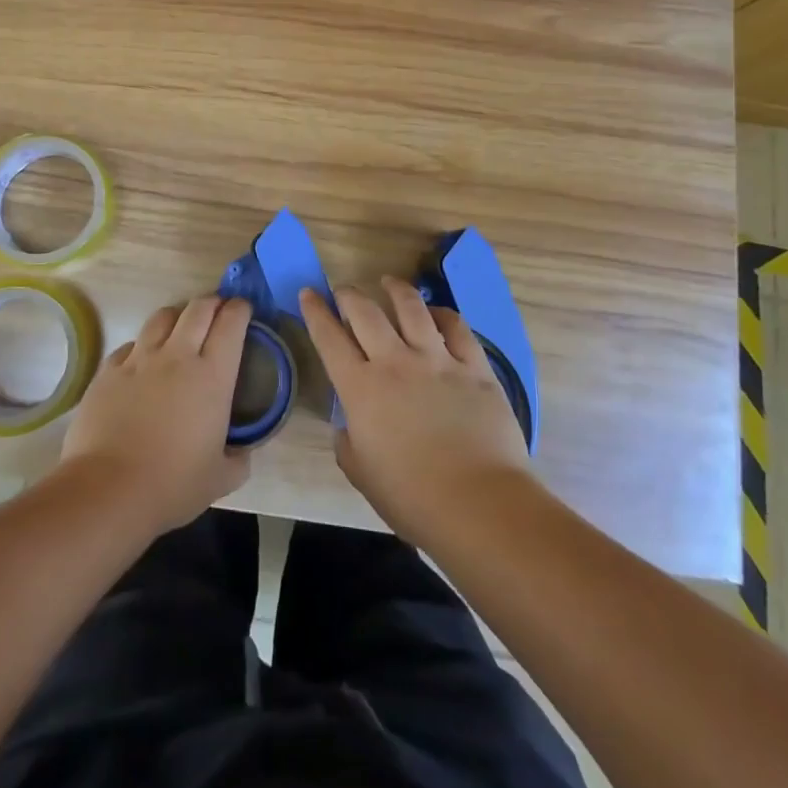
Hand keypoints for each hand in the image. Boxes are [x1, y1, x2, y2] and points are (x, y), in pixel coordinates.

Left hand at [58, 295, 251, 534]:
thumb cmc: (172, 484)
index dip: (240, 309)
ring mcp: (140, 359)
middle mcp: (178, 356)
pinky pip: (131, 344)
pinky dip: (143, 345)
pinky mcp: (109, 370)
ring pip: (163, 316)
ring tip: (180, 328)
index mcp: (212, 376)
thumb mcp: (221, 479)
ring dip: (178, 316)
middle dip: (212, 303)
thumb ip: (239, 459)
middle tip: (217, 311)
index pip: (231, 323)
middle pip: (198, 308)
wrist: (108, 490)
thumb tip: (243, 451)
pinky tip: (143, 362)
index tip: (243, 310)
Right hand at [300, 278, 532, 544]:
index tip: (308, 293)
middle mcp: (395, 362)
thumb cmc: (412, 497)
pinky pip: (456, 327)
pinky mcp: (474, 366)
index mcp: (361, 388)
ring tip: (389, 282)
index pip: (329, 338)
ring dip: (395, 289)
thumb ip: (347, 443)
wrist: (478, 504)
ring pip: (411, 307)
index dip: (315, 311)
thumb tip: (349, 425)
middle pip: (365, 312)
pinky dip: (442, 314)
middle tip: (343, 290)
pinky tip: (436, 313)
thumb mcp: (361, 473)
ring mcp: (437, 359)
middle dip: (349, 294)